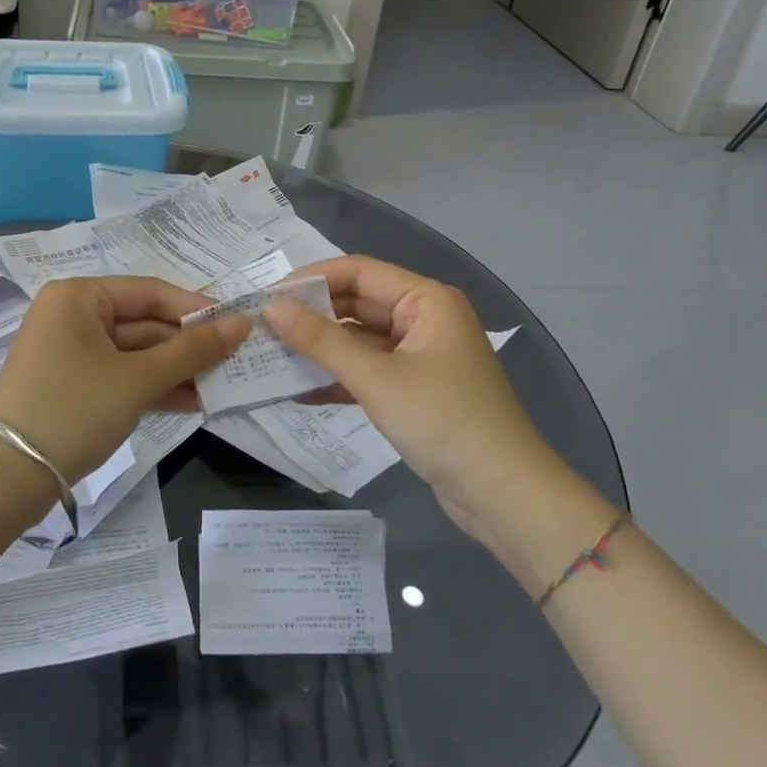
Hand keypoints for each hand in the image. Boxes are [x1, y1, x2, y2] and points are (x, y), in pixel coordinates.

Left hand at [0, 276, 249, 484]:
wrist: (5, 479)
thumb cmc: (74, 409)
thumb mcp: (138, 379)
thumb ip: (192, 351)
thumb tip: (243, 323)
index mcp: (79, 296)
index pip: (150, 292)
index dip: (196, 309)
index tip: (237, 326)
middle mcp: (72, 315)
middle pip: (143, 322)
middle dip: (186, 346)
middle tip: (234, 361)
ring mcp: (69, 352)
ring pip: (134, 353)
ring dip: (174, 370)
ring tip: (219, 386)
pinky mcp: (71, 385)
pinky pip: (120, 375)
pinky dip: (151, 387)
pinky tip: (190, 402)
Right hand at [264, 256, 611, 580]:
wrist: (504, 495)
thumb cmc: (443, 422)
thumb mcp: (376, 379)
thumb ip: (321, 341)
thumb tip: (270, 308)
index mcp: (426, 300)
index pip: (359, 271)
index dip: (312, 279)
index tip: (268, 295)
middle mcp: (424, 318)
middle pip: (358, 303)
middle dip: (313, 314)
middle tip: (263, 326)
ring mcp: (420, 355)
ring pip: (360, 338)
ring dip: (321, 347)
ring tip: (272, 354)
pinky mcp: (414, 389)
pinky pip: (368, 370)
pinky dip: (339, 377)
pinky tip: (299, 390)